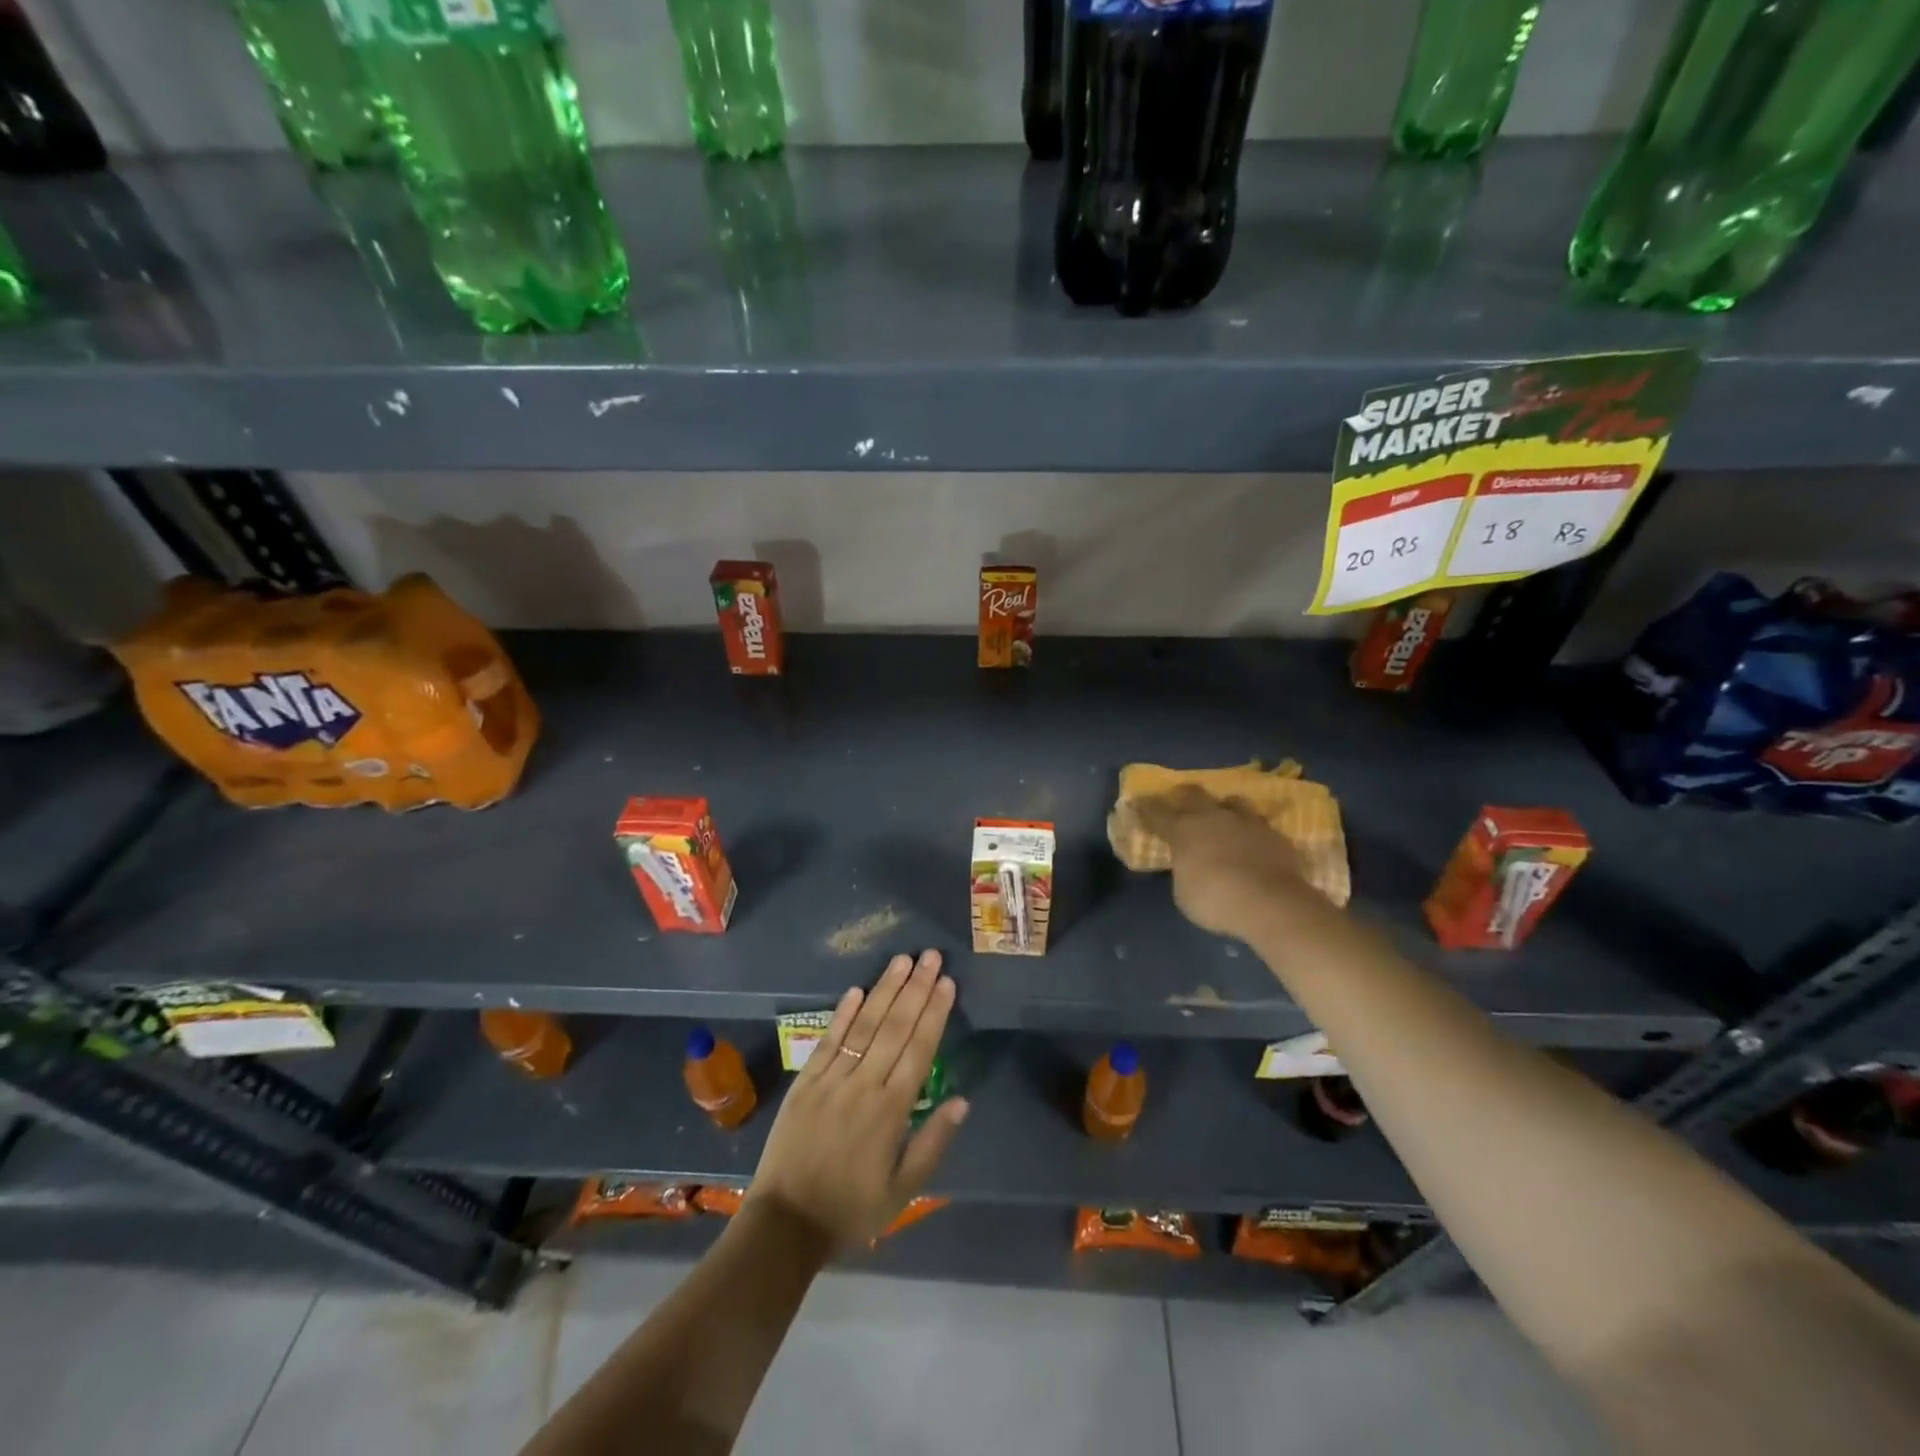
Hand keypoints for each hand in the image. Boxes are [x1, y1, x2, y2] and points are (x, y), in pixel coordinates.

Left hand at [744, 950, 967, 1249]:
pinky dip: (842, 1013)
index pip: (919, 1049)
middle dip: (915, 988)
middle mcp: (863, 1085)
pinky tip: (858, 989)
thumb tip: (962, 1101)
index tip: (946, 982)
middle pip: (894, 1027)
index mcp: (891, 1110)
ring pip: (863, 1025)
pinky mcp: (805, 1081)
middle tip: (931, 955)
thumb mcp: (902, 1191)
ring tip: (902, 960)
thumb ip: (933, 1143)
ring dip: (884, 990)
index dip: (934, 1013)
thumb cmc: (851, 1209)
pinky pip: (828, 1040)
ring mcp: (831, 1079)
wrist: (785, 1224)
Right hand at [1127, 787, 1314, 940]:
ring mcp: (1246, 822)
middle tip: (1178, 799)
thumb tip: (1188, 866)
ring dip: (1224, 808)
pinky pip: (1258, 825)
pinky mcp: (1275, 834)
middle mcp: (1213, 818)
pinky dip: (1251, 832)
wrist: (1272, 903)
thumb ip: (1183, 873)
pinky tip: (1253, 842)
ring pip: (1231, 802)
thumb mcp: (1184, 893)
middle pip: (1193, 795)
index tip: (1135, 802)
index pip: (1156, 813)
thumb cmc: (1216, 901)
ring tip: (1223, 816)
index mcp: (1183, 831)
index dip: (1144, 808)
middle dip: (1182, 795)